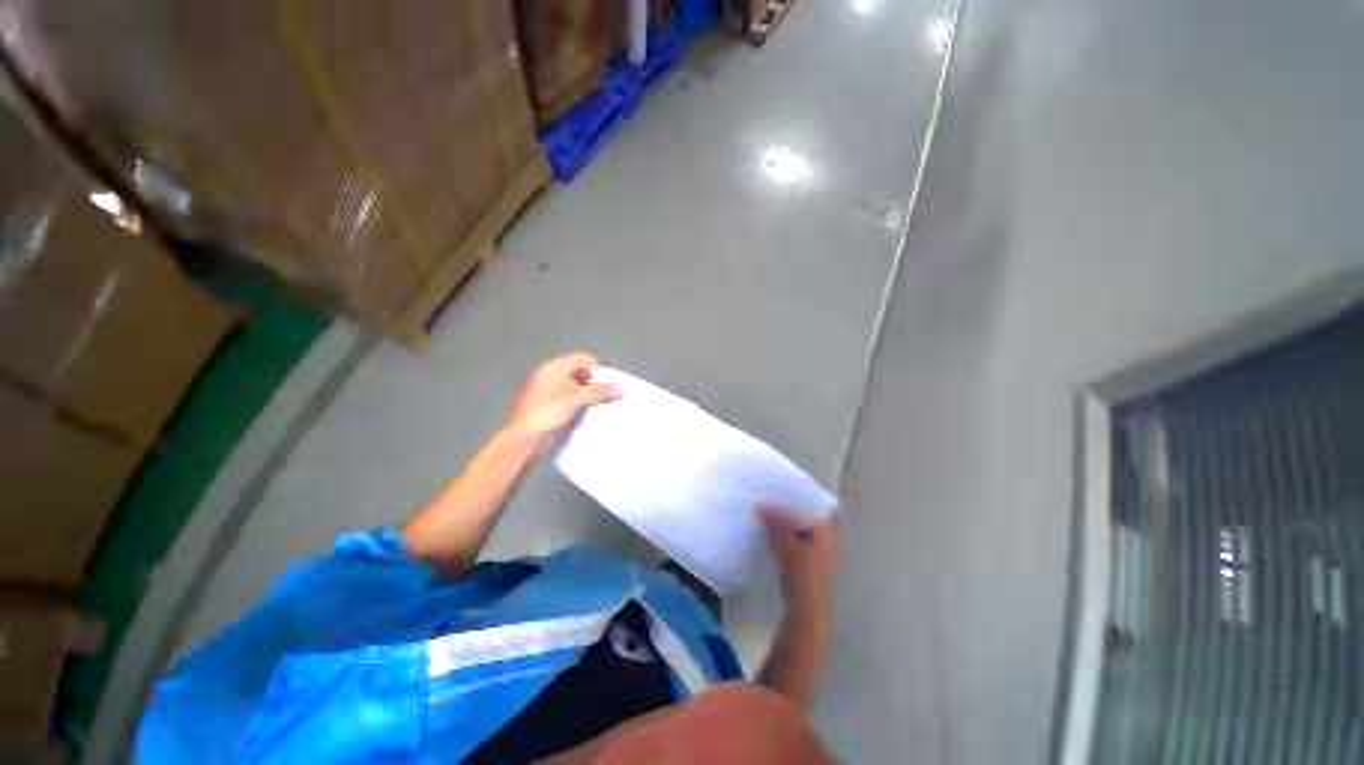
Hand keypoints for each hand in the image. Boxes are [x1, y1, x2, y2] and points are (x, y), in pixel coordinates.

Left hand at [506, 353, 619, 451]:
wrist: (524, 441)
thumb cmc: (548, 412)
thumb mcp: (577, 399)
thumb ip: (600, 392)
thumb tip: (622, 388)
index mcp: (554, 367)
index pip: (583, 359)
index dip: (597, 370)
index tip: (605, 386)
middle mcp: (551, 376)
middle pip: (581, 373)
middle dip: (595, 384)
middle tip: (606, 397)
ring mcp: (550, 393)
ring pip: (577, 389)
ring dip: (590, 396)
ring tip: (600, 407)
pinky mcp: (552, 408)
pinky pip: (572, 401)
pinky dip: (582, 405)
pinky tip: (588, 415)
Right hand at [758, 505, 836, 611]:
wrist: (804, 606)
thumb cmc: (801, 572)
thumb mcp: (787, 544)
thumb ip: (776, 523)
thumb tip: (762, 505)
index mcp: (824, 531)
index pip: (809, 507)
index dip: (794, 499)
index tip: (777, 492)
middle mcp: (822, 538)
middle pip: (803, 518)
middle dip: (786, 511)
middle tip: (768, 501)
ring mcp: (814, 551)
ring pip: (796, 530)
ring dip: (782, 523)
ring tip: (765, 514)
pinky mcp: (804, 561)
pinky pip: (792, 541)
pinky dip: (782, 535)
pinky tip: (768, 532)